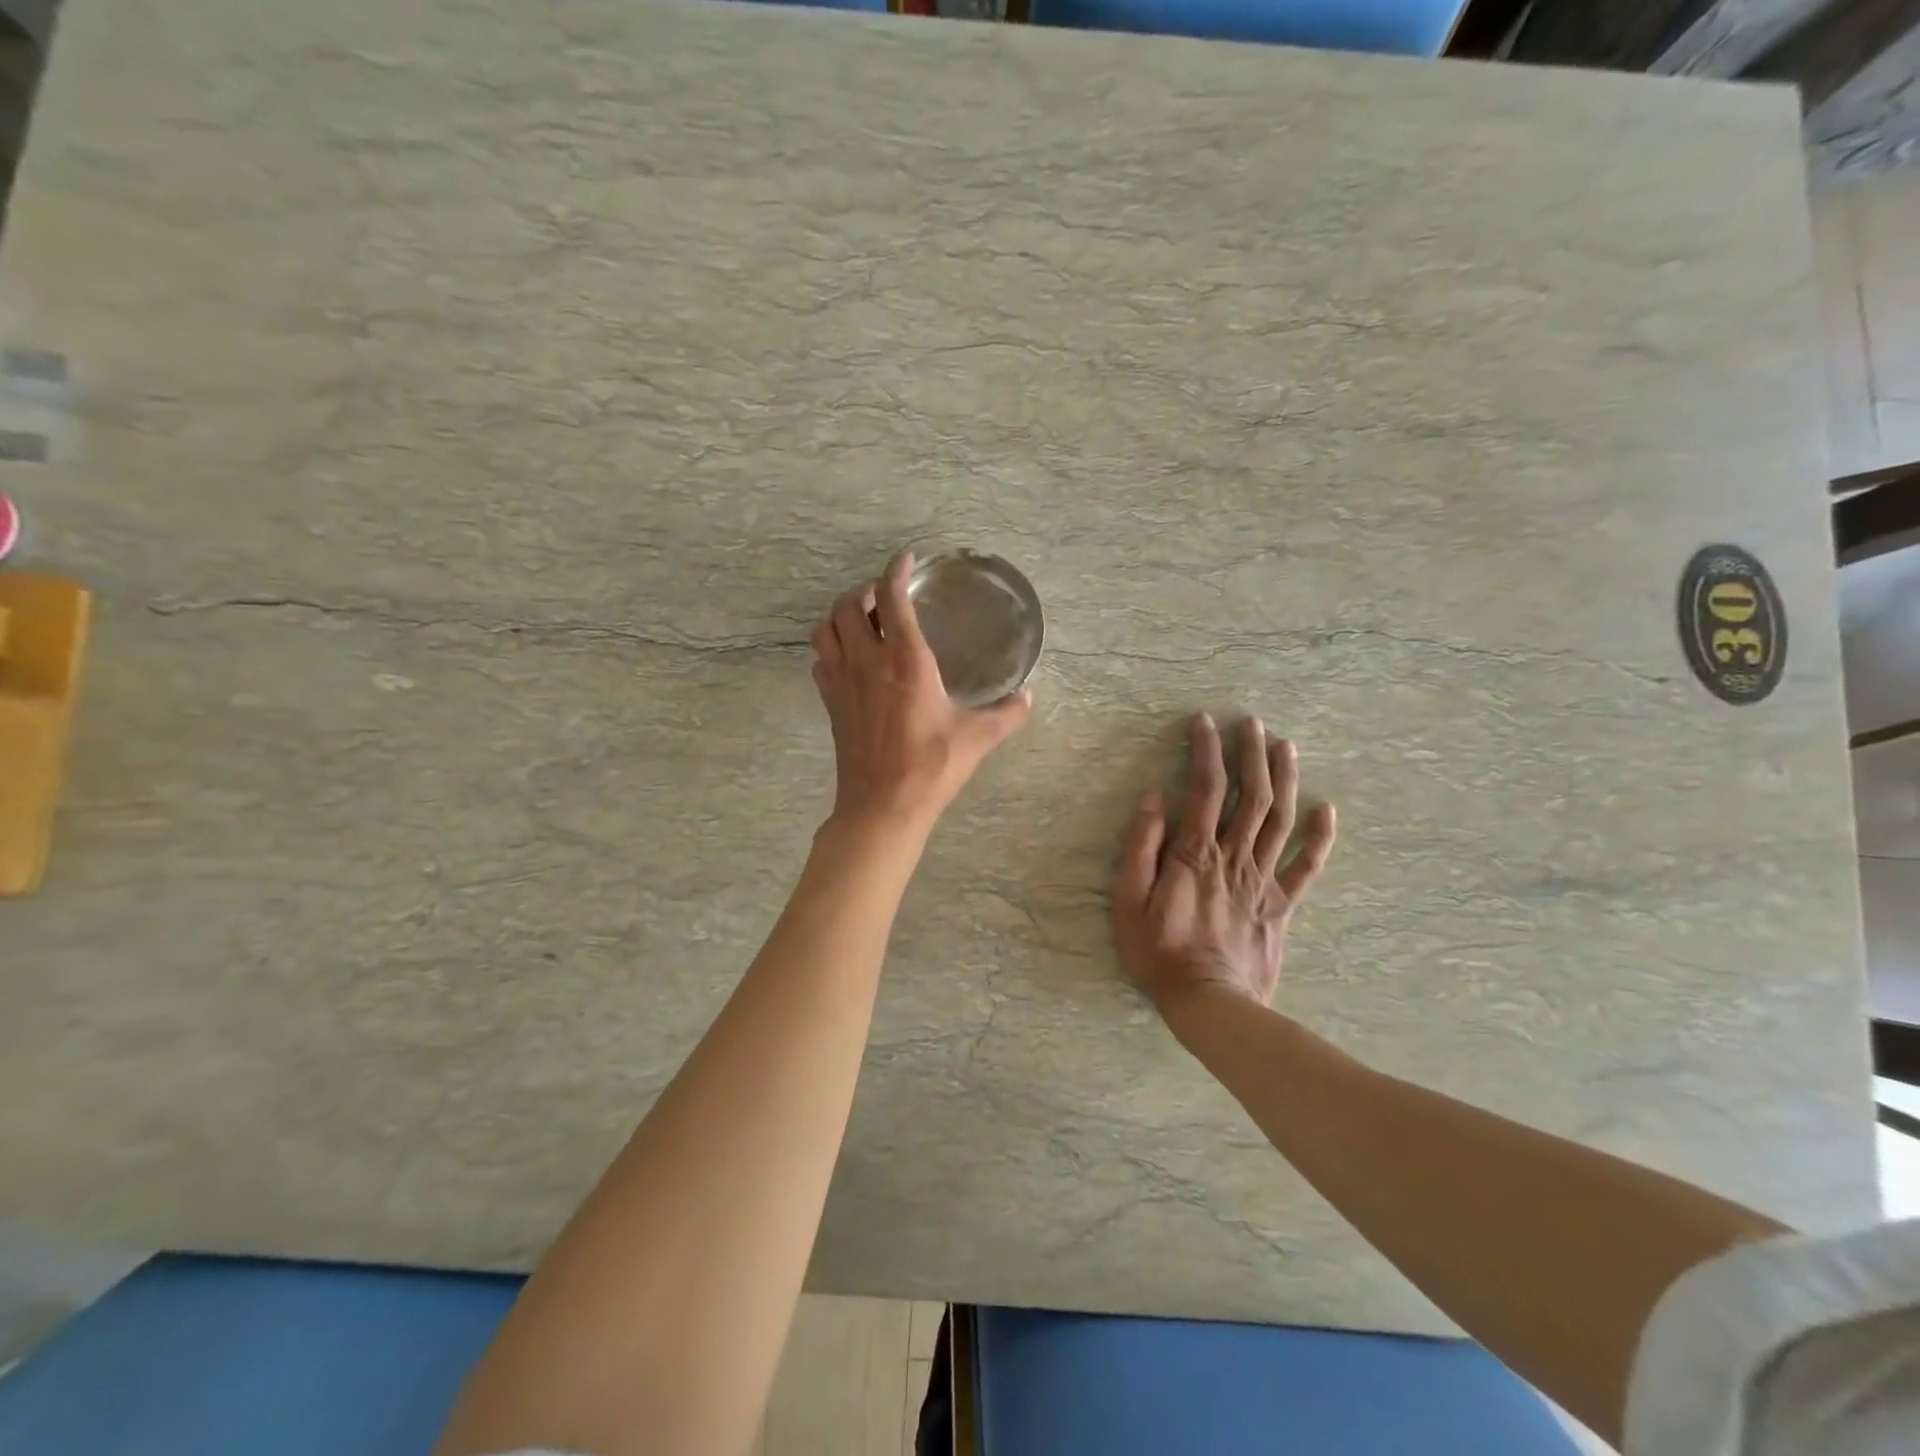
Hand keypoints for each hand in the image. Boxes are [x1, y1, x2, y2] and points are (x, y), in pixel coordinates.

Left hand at [811, 553, 1031, 830]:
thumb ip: (1007, 714)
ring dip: (839, 616)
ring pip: (825, 630)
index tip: (906, 560)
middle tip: (884, 597)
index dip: (896, 571)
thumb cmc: (931, 767)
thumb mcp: (977, 738)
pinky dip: (830, 648)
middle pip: (847, 606)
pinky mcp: (831, 704)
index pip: (891, 597)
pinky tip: (849, 659)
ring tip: (862, 621)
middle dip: (864, 592)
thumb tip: (1028, 697)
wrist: (883, 806)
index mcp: (905, 660)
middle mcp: (867, 662)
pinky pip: (820, 660)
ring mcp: (842, 683)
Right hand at [1114, 714, 1335, 1015]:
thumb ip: (1141, 848)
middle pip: (1251, 795)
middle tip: (1252, 722)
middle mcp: (1234, 857)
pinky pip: (1306, 868)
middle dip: (1251, 754)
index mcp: (1195, 854)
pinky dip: (1319, 838)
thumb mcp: (1129, 902)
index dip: (1206, 752)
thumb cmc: (1159, 953)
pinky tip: (1327, 811)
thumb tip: (1154, 799)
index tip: (1206, 722)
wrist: (1210, 1005)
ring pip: (1281, 820)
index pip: (1205, 789)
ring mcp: (1263, 881)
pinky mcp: (1281, 906)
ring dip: (1285, 780)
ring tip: (1286, 746)